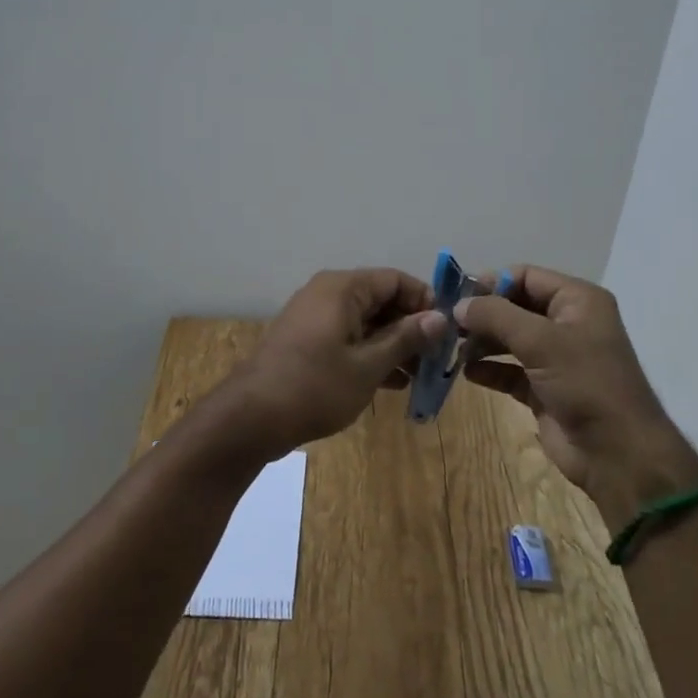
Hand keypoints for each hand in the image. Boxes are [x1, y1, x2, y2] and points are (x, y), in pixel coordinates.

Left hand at [213, 268, 446, 462]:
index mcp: (342, 288)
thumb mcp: (368, 365)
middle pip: (380, 300)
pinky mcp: (306, 341)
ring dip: (392, 345)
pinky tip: (391, 383)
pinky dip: (369, 354)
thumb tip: (440, 318)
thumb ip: (405, 338)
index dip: (424, 302)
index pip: (395, 280)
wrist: (251, 417)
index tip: (446, 332)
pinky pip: (347, 337)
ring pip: (365, 322)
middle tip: (436, 359)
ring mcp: (314, 318)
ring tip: (419, 376)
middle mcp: (327, 293)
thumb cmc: (314, 387)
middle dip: (410, 327)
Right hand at [458, 265, 697, 512]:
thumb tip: (459, 305)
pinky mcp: (544, 389)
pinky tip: (468, 373)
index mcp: (577, 300)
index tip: (456, 296)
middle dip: (482, 315)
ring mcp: (556, 358)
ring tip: (454, 349)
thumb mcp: (541, 341)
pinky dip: (489, 369)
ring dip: (482, 342)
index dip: (491, 283)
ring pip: (509, 339)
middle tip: (448, 325)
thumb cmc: (586, 384)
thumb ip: (496, 315)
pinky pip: (509, 370)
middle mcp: (567, 323)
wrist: (618, 454)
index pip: (525, 276)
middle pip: (514, 306)